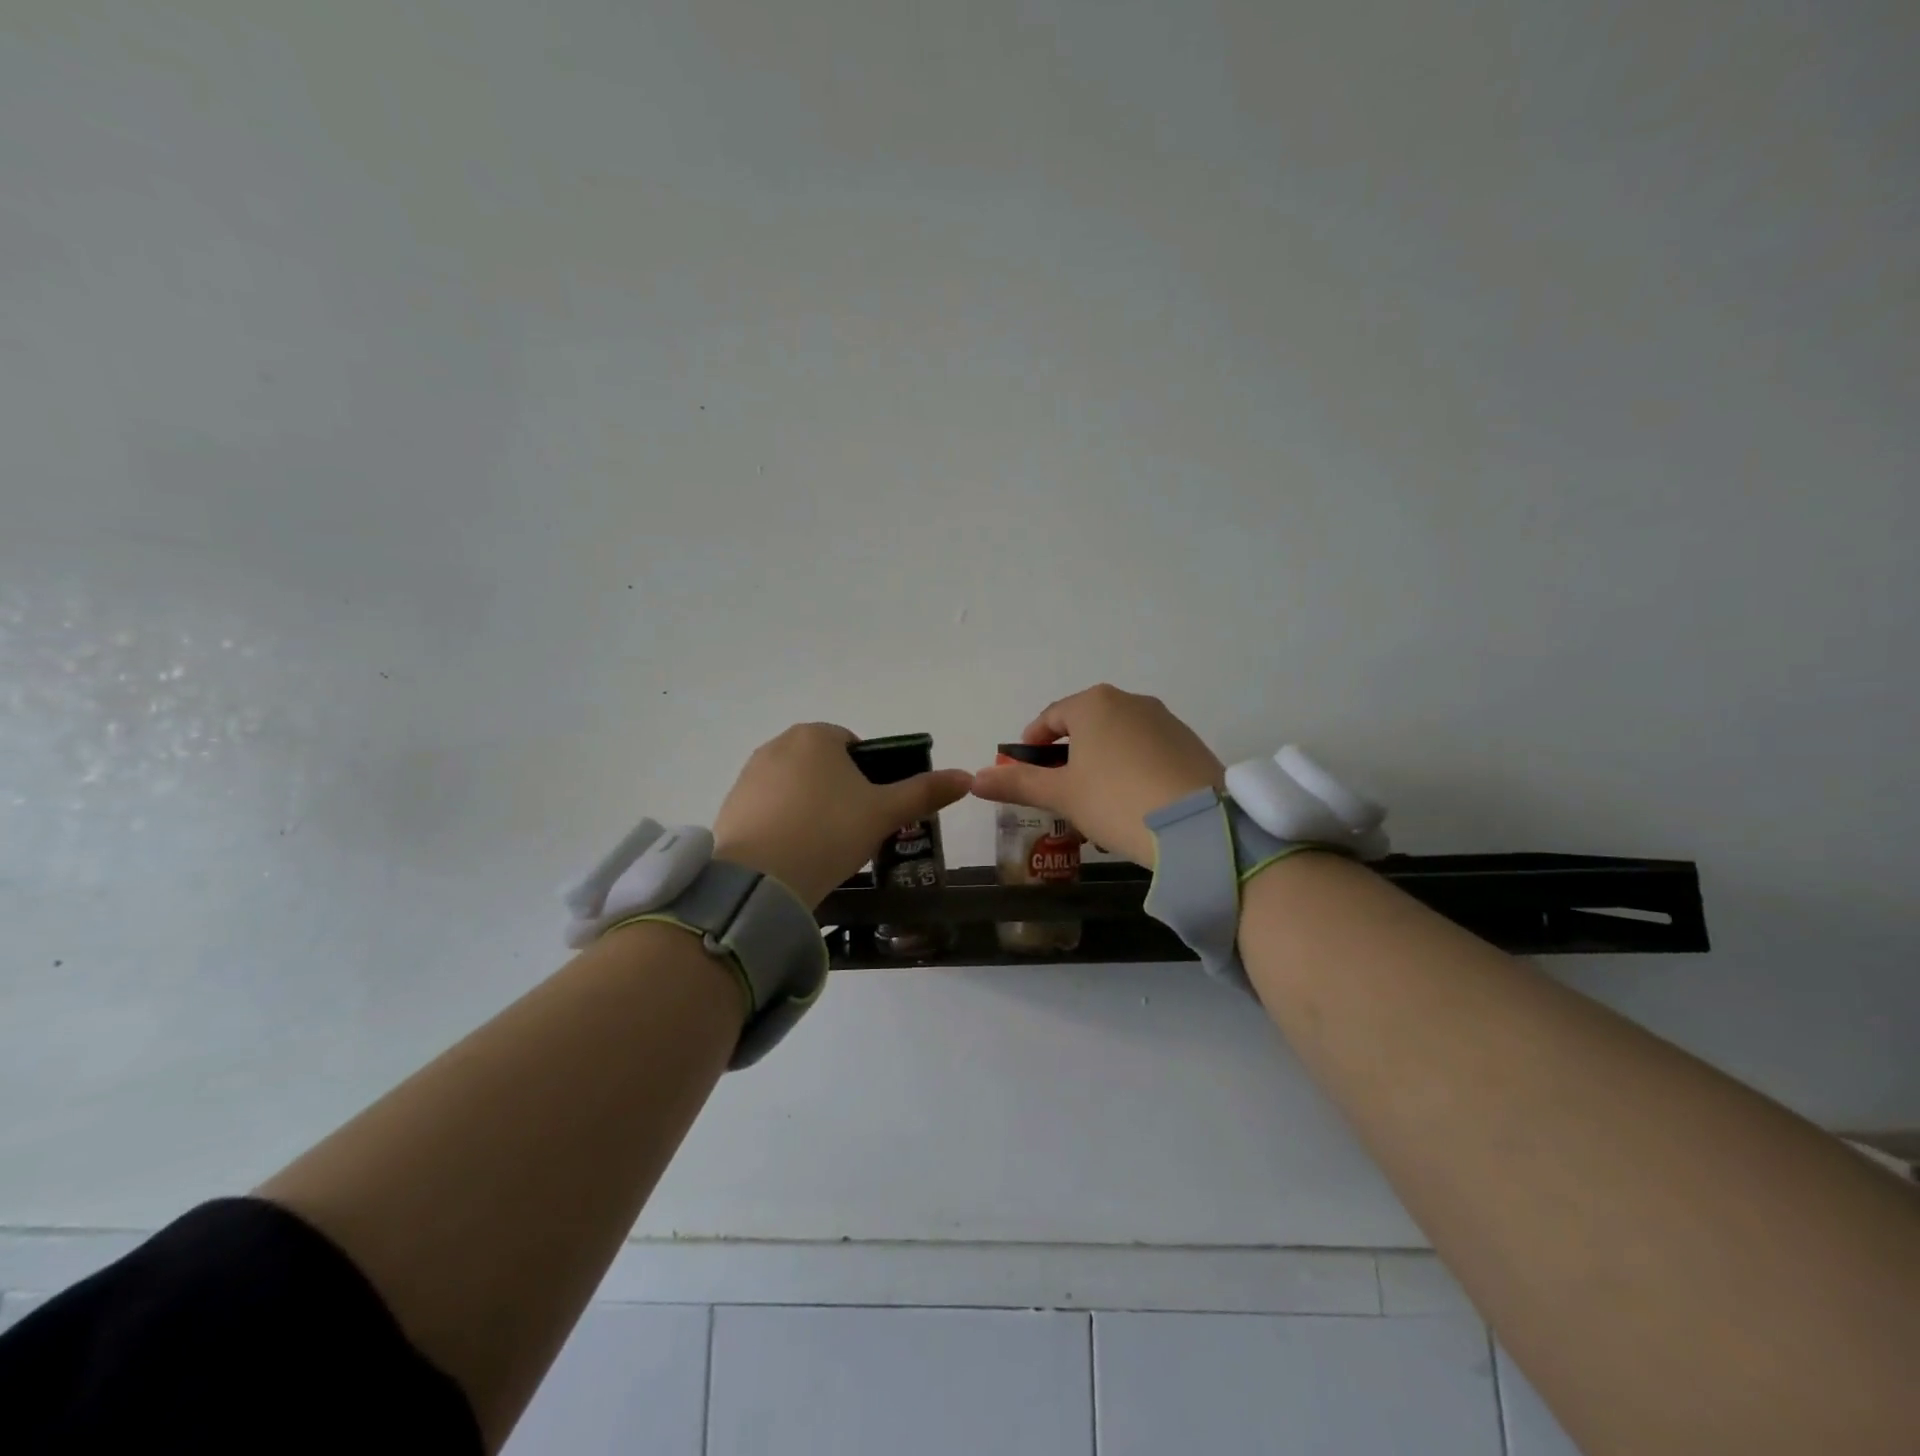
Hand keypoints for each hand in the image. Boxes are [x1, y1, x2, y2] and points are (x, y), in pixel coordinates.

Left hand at [713, 723, 973, 907]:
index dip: (869, 776)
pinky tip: (792, 855)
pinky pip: (768, 809)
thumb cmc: (829, 832)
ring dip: (810, 808)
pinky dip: (782, 825)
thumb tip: (967, 776)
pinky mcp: (730, 806)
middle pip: (822, 765)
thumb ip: (925, 792)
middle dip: (839, 792)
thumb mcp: (884, 813)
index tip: (873, 809)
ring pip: (794, 787)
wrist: (761, 880)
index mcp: (816, 736)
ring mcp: (748, 775)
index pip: (852, 745)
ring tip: (822, 847)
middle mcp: (777, 745)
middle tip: (852, 831)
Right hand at [969, 685, 1223, 864]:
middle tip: (1060, 792)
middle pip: (1087, 726)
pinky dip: (1133, 771)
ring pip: (1119, 740)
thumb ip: (1017, 783)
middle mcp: (1131, 701)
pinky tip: (1134, 805)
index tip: (1024, 768)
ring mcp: (1166, 720)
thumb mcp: (1061, 794)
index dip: (1032, 742)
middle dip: (1069, 757)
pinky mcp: (1190, 744)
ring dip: (1101, 765)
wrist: (1197, 826)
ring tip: (1097, 805)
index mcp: (1094, 703)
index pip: (1051, 716)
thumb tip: (974, 779)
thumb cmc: (1115, 800)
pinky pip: (1148, 752)